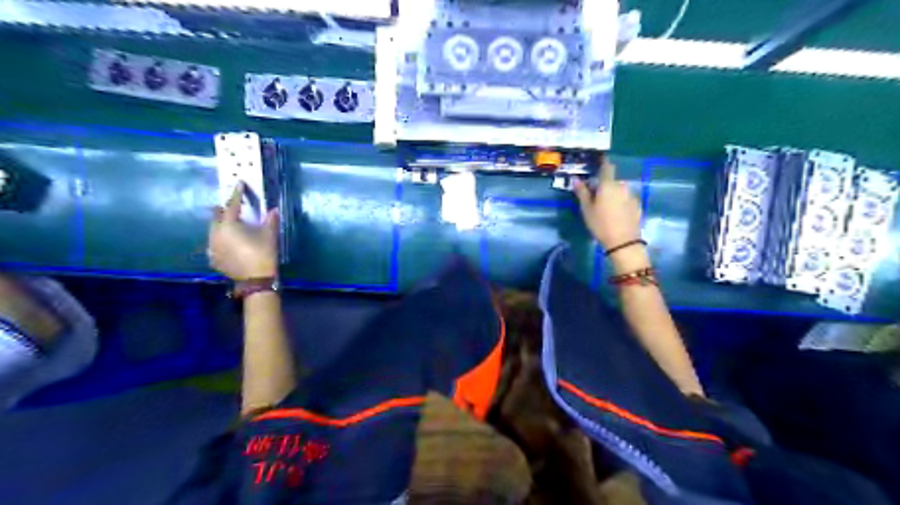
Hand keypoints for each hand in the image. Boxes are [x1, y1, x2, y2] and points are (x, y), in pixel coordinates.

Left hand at [208, 184, 279, 280]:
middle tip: (231, 207)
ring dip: (220, 225)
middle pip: (216, 216)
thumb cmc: (263, 253)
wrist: (256, 278)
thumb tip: (273, 209)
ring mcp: (212, 246)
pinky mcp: (213, 258)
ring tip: (229, 225)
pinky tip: (227, 243)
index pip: (232, 204)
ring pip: (213, 230)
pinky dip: (220, 240)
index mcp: (229, 224)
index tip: (239, 183)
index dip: (237, 193)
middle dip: (223, 210)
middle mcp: (216, 233)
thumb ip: (270, 220)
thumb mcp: (270, 234)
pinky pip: (214, 244)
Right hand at [572, 160, 643, 250]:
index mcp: (608, 184)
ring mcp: (631, 195)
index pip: (607, 166)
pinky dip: (621, 202)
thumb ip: (582, 192)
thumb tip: (575, 179)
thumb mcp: (587, 209)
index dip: (602, 163)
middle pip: (612, 180)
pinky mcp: (637, 205)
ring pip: (620, 190)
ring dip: (613, 194)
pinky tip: (616, 214)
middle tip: (596, 197)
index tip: (598, 162)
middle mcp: (622, 186)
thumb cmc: (600, 224)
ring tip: (606, 208)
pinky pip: (626, 199)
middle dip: (605, 185)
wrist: (623, 241)